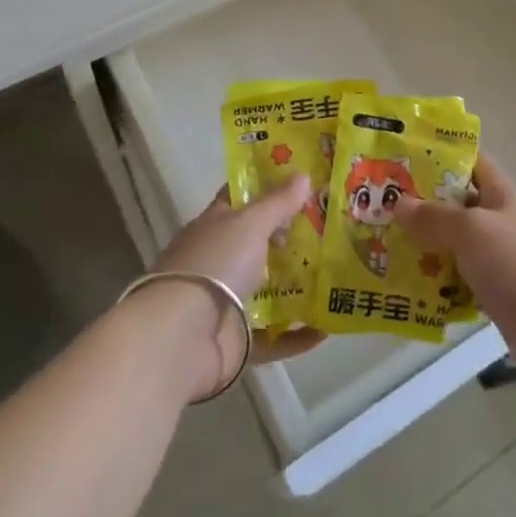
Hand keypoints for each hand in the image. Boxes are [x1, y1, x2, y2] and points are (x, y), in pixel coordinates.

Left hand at [138, 176, 324, 400]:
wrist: (182, 336)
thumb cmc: (215, 263)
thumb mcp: (249, 223)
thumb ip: (277, 202)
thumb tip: (303, 175)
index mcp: (213, 227)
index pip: (238, 199)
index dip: (265, 188)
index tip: (299, 182)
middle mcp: (218, 261)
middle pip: (257, 245)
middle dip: (289, 239)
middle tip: (329, 231)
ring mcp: (225, 302)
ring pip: (266, 291)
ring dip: (296, 288)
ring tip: (333, 278)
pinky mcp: (236, 341)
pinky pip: (273, 338)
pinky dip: (296, 337)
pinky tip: (325, 331)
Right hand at [392, 155, 515, 371]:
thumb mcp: (470, 231)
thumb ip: (434, 218)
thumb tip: (400, 205)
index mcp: (502, 195)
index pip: (472, 162)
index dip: (442, 155)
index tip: (405, 159)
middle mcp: (503, 222)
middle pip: (459, 205)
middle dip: (424, 206)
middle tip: (383, 207)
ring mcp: (503, 260)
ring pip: (458, 246)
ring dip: (428, 248)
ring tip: (388, 248)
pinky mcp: (501, 295)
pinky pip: (463, 281)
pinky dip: (441, 284)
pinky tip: (412, 289)